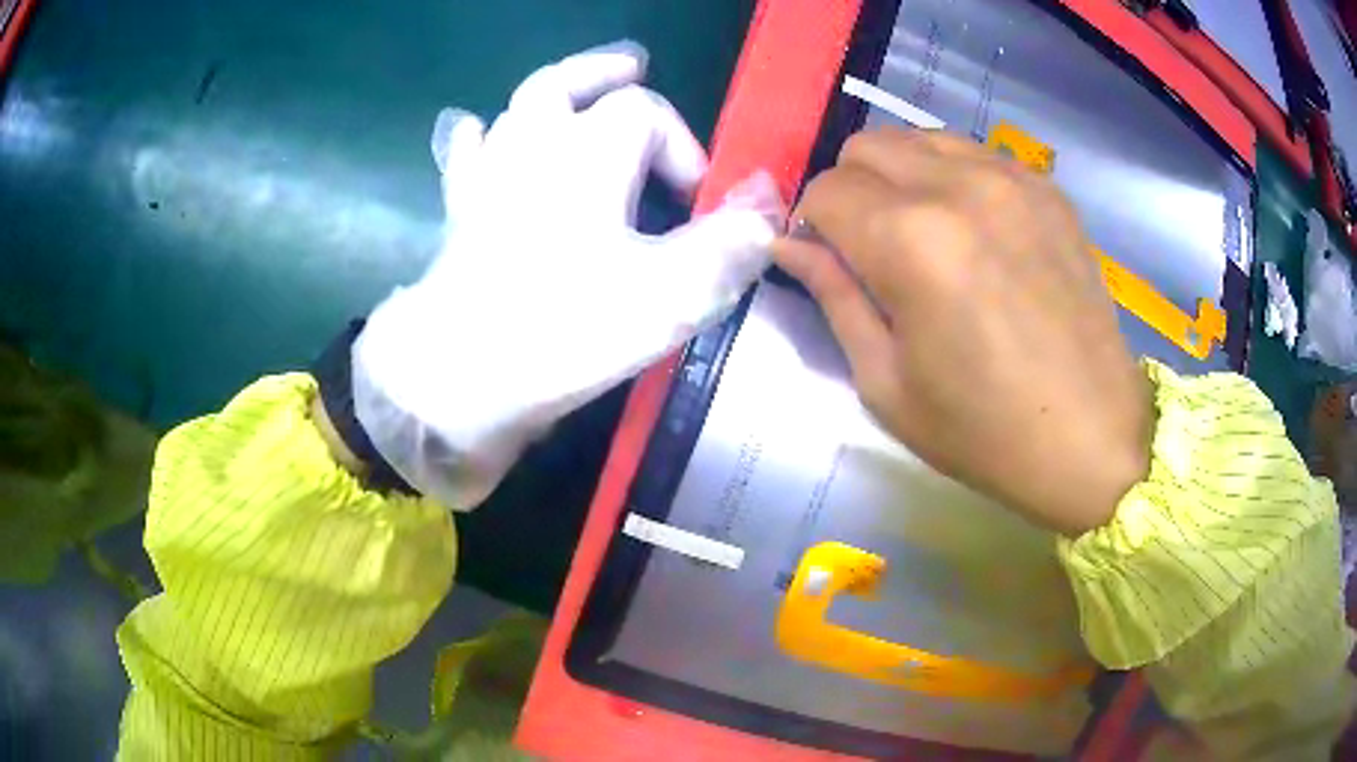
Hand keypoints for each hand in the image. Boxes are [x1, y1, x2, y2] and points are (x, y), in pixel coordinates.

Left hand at [353, 42, 782, 509]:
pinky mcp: (460, 212)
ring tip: (574, 92)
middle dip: (604, 74)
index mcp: (589, 150)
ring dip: (550, 94)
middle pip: (566, 84)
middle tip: (632, 65)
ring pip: (516, 109)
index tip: (697, 206)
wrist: (457, 375)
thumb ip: (728, 245)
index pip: (647, 112)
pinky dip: (478, 140)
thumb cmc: (564, 328)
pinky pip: (466, 158)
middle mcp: (534, 143)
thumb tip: (769, 204)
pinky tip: (481, 132)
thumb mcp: (669, 296)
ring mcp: (489, 174)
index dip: (682, 147)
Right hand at [775, 128, 1151, 535]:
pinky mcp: (1047, 189)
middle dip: (851, 190)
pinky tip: (976, 232)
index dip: (813, 226)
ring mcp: (1011, 178)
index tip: (830, 263)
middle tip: (872, 249)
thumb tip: (789, 244)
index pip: (824, 191)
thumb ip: (834, 296)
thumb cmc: (983, 431)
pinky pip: (975, 154)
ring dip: (902, 176)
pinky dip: (954, 178)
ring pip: (921, 139)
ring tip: (926, 236)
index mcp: (910, 241)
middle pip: (867, 145)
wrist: (1092, 438)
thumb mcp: (886, 383)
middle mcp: (958, 186)